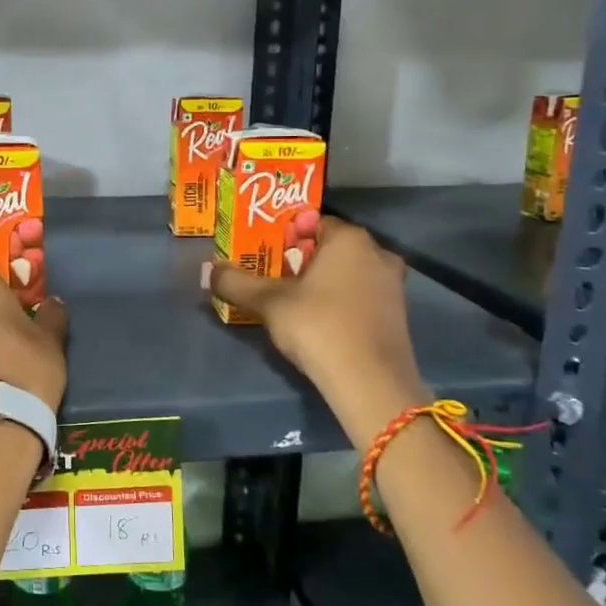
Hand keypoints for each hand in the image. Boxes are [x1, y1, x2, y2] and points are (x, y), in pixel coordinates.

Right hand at [205, 217, 427, 449]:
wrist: (370, 383)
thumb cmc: (319, 326)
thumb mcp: (269, 303)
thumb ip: (236, 283)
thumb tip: (208, 270)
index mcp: (350, 239)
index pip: (312, 222)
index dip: (284, 235)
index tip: (263, 253)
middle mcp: (377, 253)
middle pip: (330, 247)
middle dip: (300, 259)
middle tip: (272, 277)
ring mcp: (392, 285)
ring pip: (346, 272)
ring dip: (320, 282)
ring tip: (291, 301)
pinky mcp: (398, 315)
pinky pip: (360, 295)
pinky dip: (339, 301)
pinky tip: (318, 321)